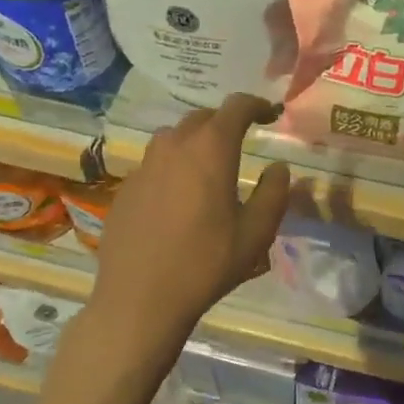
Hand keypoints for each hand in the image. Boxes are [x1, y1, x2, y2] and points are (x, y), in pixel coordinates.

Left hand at [90, 94, 291, 342]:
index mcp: (211, 149)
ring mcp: (144, 165)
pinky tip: (177, 200)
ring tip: (208, 168)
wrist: (139, 297)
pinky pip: (154, 165)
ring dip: (195, 143)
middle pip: (203, 118)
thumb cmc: (206, 264)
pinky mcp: (125, 188)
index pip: (237, 107)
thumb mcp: (255, 234)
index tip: (271, 114)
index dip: (257, 105)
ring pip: (174, 138)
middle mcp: (174, 146)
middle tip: (241, 142)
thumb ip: (273, 194)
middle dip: (225, 123)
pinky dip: (171, 168)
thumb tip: (278, 168)